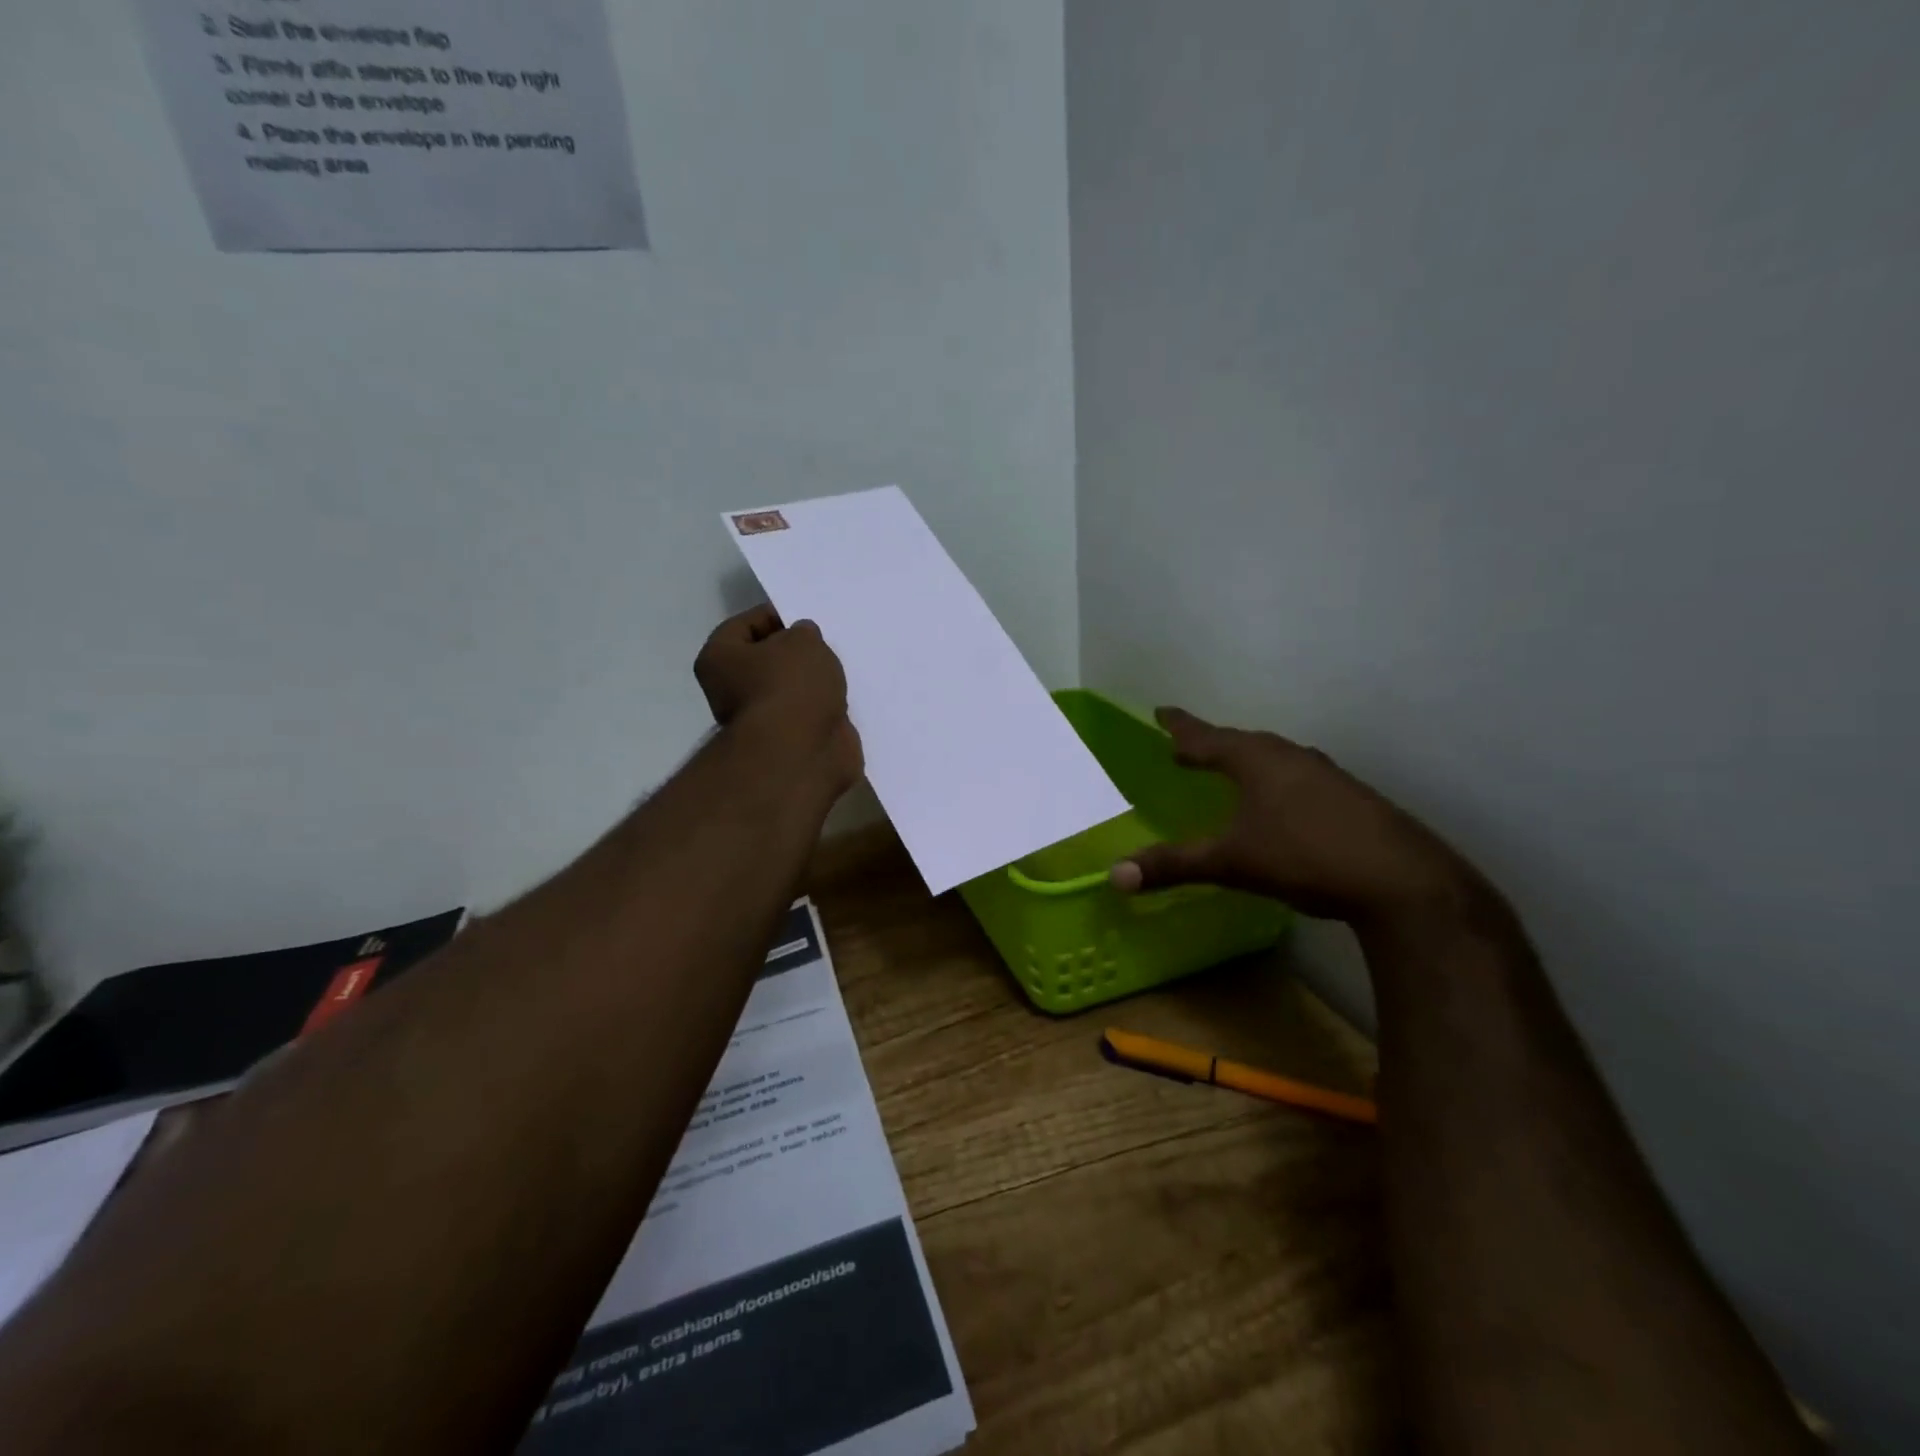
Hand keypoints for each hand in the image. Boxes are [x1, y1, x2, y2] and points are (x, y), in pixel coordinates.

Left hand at [694, 606, 862, 793]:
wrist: (801, 755)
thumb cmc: (791, 686)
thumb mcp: (803, 641)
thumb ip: (804, 633)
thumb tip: (802, 641)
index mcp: (720, 659)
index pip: (745, 624)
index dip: (776, 616)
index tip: (806, 618)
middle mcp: (731, 691)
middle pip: (767, 660)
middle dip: (797, 652)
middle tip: (826, 644)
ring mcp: (761, 720)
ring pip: (791, 690)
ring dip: (813, 682)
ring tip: (841, 669)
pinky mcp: (789, 743)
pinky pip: (809, 715)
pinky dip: (825, 709)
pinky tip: (845, 698)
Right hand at [1110, 708, 1491, 929]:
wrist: (1400, 880)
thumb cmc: (1304, 856)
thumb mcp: (1231, 862)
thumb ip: (1173, 865)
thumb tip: (1113, 876)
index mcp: (1256, 761)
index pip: (1207, 737)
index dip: (1180, 727)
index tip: (1161, 711)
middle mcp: (1291, 757)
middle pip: (1243, 742)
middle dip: (1213, 744)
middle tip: (1189, 747)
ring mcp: (1327, 775)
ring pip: (1276, 758)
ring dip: (1249, 761)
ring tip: (1233, 770)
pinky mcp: (1352, 798)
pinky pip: (1301, 778)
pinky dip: (1279, 782)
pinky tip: (1283, 805)